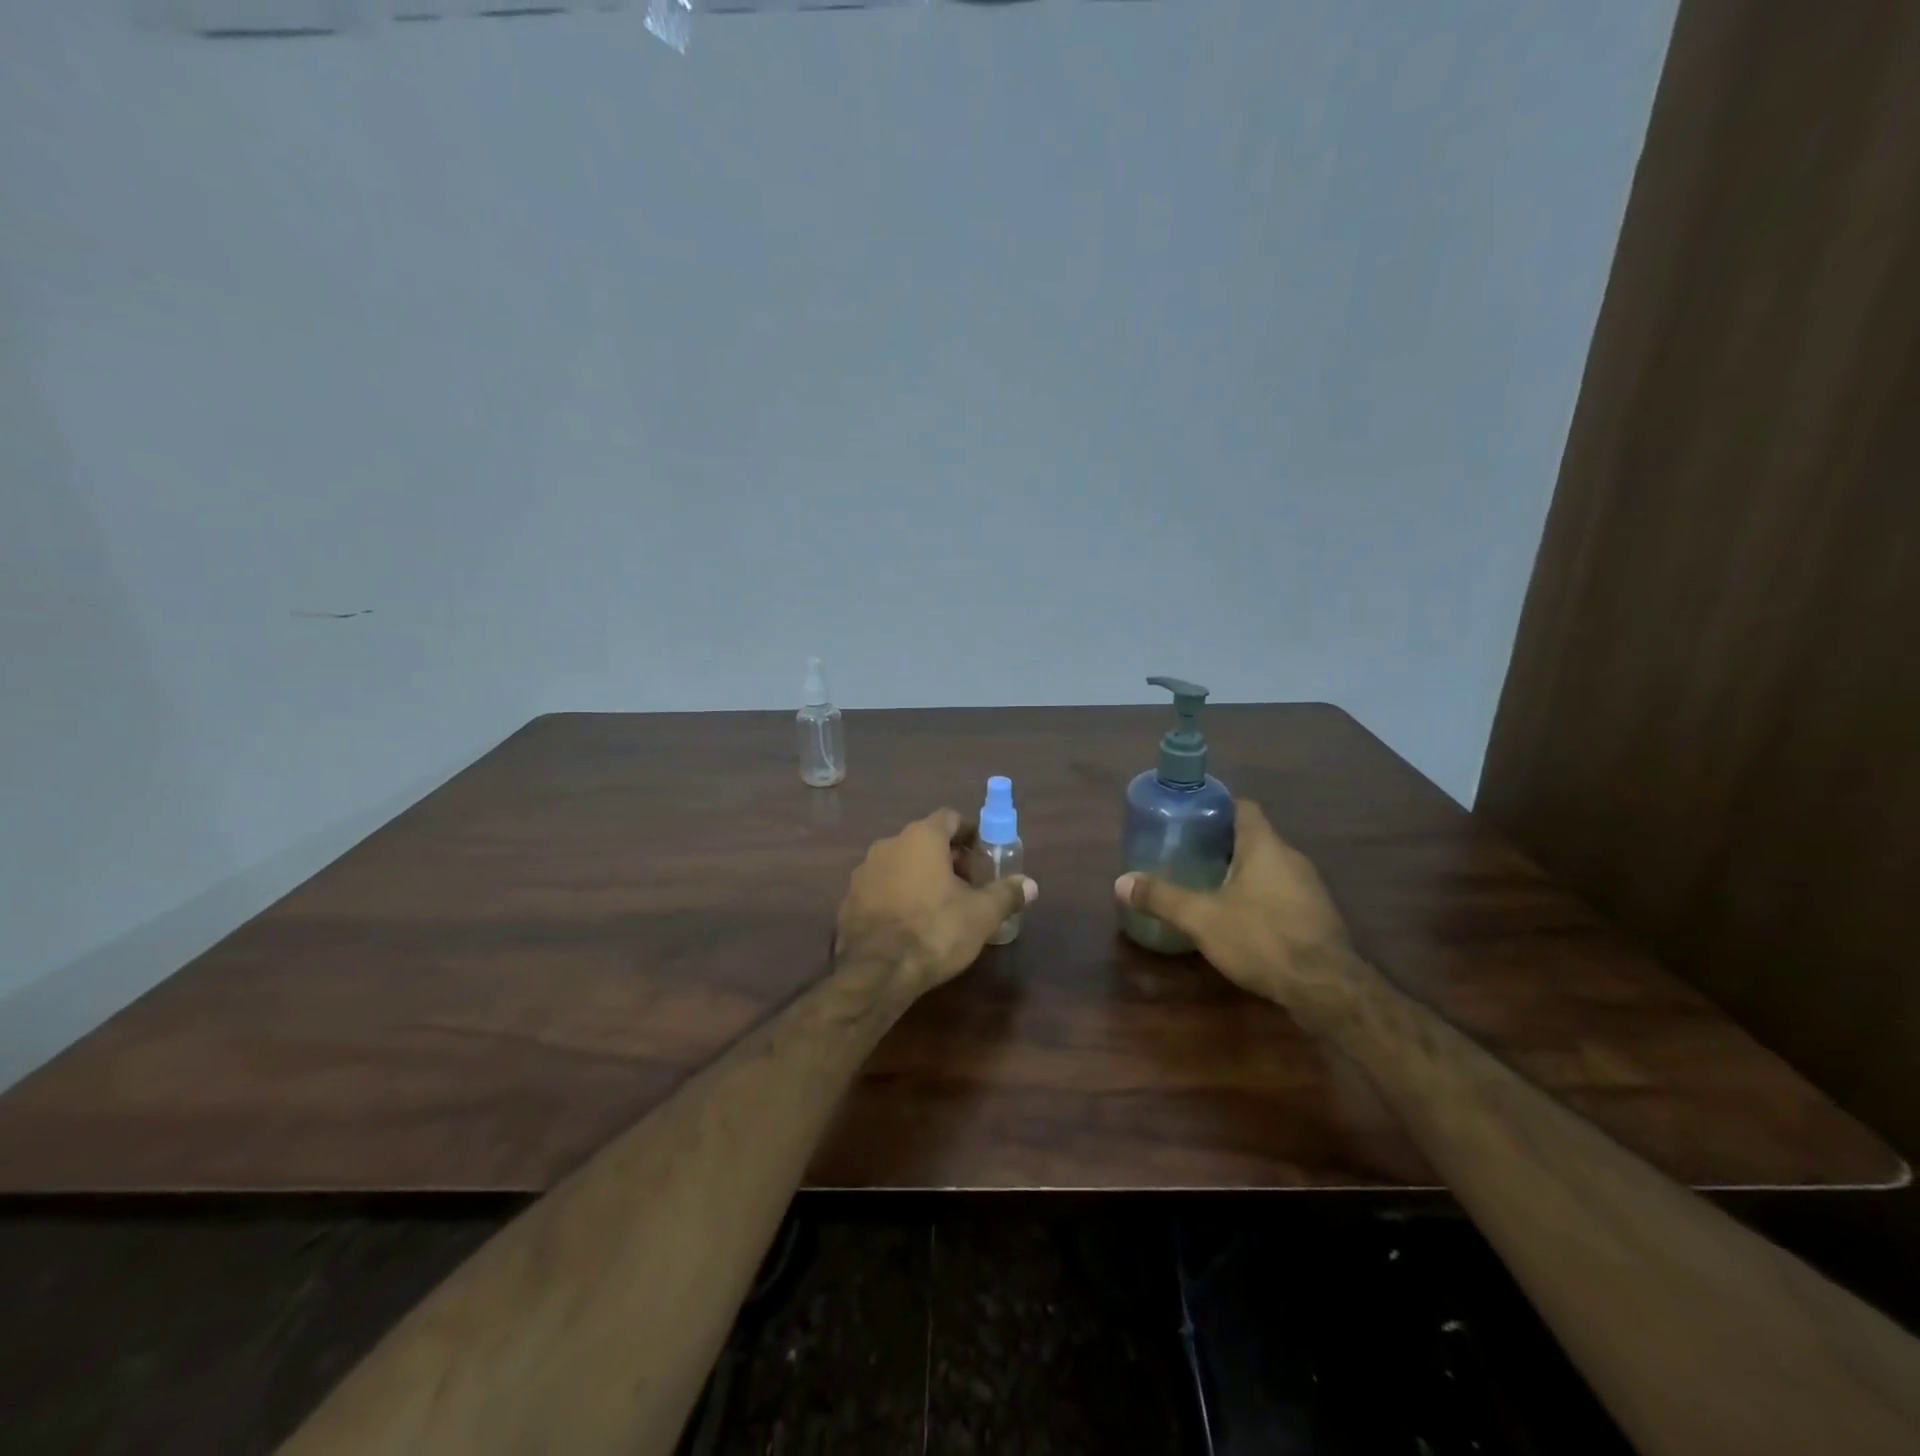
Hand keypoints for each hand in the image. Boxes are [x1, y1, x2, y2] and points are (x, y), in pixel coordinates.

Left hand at [835, 809, 1037, 997]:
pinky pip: (881, 888)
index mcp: (921, 837)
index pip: (949, 818)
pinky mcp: (849, 899)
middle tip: (968, 885)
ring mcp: (863, 872)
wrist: (877, 971)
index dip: (970, 833)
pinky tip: (911, 924)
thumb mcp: (982, 914)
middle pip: (924, 840)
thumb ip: (1006, 894)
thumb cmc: (936, 930)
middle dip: (948, 858)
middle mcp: (888, 844)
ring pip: (900, 864)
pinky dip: (898, 896)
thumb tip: (1030, 885)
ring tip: (941, 906)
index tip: (983, 855)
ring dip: (921, 877)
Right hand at [1114, 800, 1364, 1024]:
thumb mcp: (1202, 918)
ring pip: (1269, 868)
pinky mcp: (1316, 917)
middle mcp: (1292, 859)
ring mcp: (1309, 889)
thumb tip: (1121, 882)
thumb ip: (1162, 898)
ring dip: (1241, 873)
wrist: (1327, 989)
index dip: (1217, 807)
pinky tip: (1239, 920)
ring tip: (1207, 887)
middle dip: (1222, 844)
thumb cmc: (1262, 939)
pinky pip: (1282, 894)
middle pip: (1254, 838)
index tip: (1190, 818)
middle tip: (1188, 854)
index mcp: (1265, 846)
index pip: (1244, 808)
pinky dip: (1259, 898)